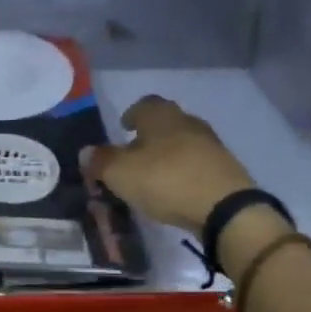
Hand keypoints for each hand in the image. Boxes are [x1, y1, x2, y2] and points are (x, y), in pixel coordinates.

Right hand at [84, 96, 257, 232]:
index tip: (123, 129)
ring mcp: (210, 143)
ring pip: (182, 141)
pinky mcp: (225, 167)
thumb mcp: (121, 173)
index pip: (143, 104)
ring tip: (153, 174)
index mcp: (160, 116)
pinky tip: (176, 188)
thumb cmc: (165, 180)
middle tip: (134, 153)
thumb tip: (85, 152)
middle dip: (149, 135)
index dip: (131, 115)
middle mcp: (187, 121)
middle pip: (165, 122)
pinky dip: (184, 170)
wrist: (225, 207)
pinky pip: (197, 162)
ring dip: (168, 153)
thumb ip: (101, 161)